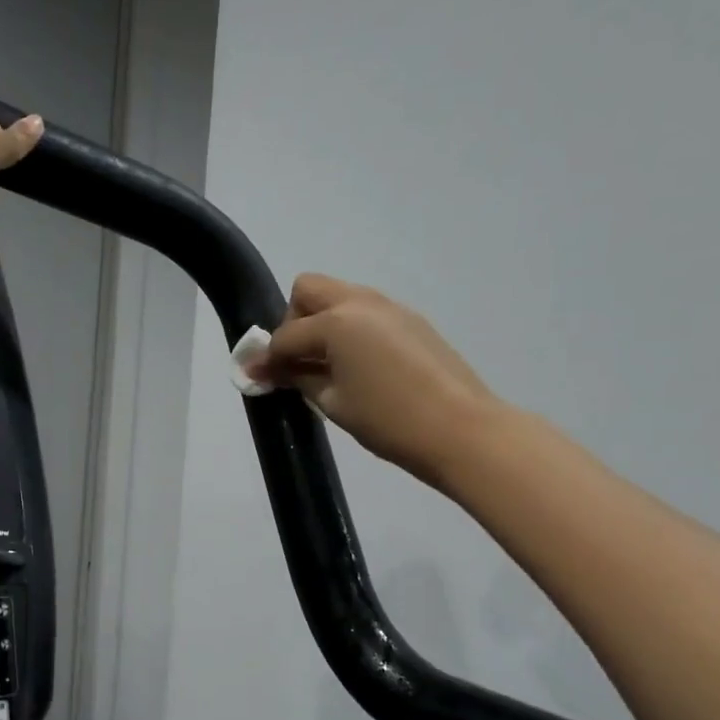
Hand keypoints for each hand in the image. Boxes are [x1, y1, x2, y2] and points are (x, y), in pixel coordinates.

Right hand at [249, 274, 507, 492]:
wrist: (461, 430)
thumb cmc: (388, 420)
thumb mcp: (333, 402)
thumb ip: (298, 378)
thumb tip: (269, 369)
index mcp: (337, 321)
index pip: (287, 335)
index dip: (267, 358)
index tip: (258, 378)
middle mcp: (361, 302)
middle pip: (309, 289)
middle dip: (294, 320)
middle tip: (298, 359)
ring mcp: (391, 308)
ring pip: (340, 297)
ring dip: (323, 322)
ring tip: (328, 366)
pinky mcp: (411, 321)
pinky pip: (366, 313)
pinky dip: (350, 330)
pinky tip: (359, 366)